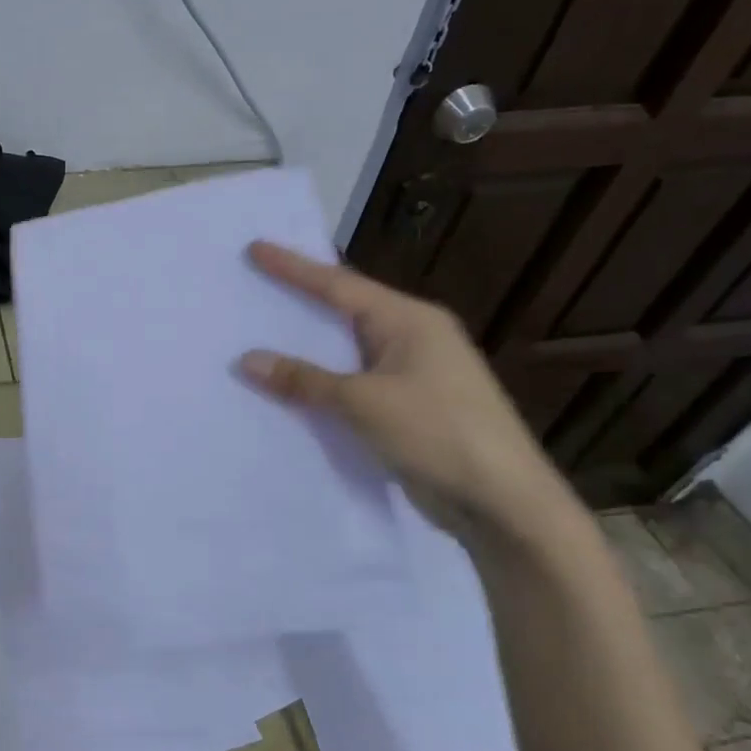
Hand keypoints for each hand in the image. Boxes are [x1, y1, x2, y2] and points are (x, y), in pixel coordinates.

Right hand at [239, 241, 572, 541]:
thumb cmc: (438, 433)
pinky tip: (290, 387)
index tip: (255, 248)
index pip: (340, 285)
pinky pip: (352, 383)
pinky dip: (321, 382)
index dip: (294, 267)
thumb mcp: (364, 402)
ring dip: (306, 346)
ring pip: (346, 350)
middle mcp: (413, 338)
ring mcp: (413, 374)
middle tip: (254, 285)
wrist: (502, 503)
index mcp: (409, 320)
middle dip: (299, 300)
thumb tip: (247, 360)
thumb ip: (304, 380)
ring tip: (260, 332)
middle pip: (344, 310)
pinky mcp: (408, 407)